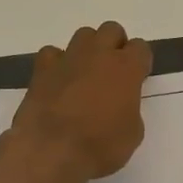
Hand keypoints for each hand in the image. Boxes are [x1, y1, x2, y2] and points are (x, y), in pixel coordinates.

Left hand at [8, 21, 152, 182]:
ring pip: (83, 36)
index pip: (140, 48)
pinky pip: (52, 53)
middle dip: (115, 46)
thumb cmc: (100, 146)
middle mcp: (98, 55)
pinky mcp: (42, 69)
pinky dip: (58, 63)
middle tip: (113, 72)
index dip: (140, 62)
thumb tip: (120, 105)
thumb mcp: (132, 134)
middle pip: (111, 31)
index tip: (138, 78)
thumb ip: (130, 109)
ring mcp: (68, 59)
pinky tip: (59, 81)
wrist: (51, 151)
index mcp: (126, 69)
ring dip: (88, 50)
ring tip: (86, 74)